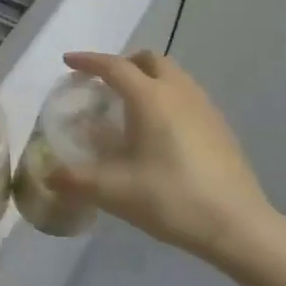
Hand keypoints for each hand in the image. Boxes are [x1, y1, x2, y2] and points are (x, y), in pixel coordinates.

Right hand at [47, 50, 285, 269]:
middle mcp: (179, 92)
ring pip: (173, 75)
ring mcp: (205, 107)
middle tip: (104, 85)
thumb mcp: (114, 192)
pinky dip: (166, 97)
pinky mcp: (220, 126)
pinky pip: (187, 95)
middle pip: (149, 60)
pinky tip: (160, 132)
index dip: (89, 61)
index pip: (114, 66)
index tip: (68, 62)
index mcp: (150, 98)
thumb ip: (75, 181)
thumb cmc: (172, 199)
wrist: (238, 225)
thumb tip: (48, 177)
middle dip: (123, 64)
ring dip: (148, 79)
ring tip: (130, 107)